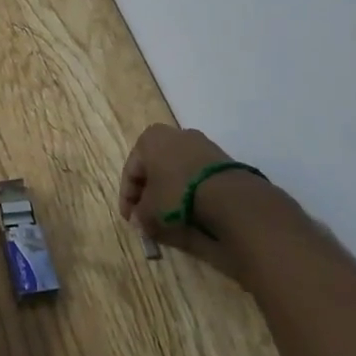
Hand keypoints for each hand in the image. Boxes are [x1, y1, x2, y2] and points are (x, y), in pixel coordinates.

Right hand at [118, 123, 261, 255]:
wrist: (228, 194)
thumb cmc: (176, 193)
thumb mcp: (150, 210)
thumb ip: (140, 215)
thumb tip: (140, 221)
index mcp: (149, 139)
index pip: (131, 171)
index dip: (127, 199)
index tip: (130, 220)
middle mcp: (173, 134)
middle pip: (154, 168)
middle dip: (149, 193)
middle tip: (147, 216)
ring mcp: (200, 144)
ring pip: (176, 170)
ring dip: (170, 191)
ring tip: (170, 215)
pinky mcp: (220, 157)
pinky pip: (196, 174)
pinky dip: (189, 190)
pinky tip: (191, 208)